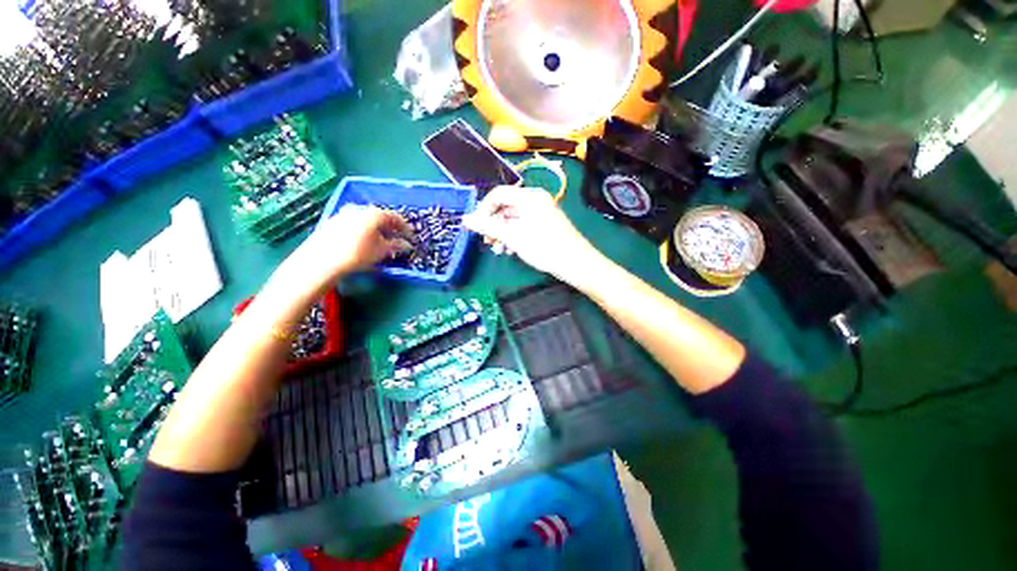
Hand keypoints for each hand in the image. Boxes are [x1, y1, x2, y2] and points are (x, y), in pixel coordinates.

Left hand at [277, 204, 412, 294]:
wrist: (321, 260)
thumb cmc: (357, 254)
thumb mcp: (381, 251)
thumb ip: (396, 246)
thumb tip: (407, 245)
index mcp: (374, 213)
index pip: (395, 217)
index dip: (404, 227)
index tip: (410, 236)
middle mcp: (359, 208)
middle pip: (379, 217)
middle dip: (390, 228)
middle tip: (397, 238)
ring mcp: (344, 213)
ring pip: (366, 220)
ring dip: (376, 230)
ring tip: (381, 242)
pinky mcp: (333, 222)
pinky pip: (355, 223)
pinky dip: (364, 231)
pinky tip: (364, 242)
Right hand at [463, 186, 600, 282]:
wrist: (576, 263)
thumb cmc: (545, 248)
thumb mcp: (513, 237)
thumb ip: (488, 226)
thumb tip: (465, 219)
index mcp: (529, 197)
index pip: (498, 194)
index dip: (483, 209)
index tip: (476, 228)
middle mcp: (535, 200)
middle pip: (506, 207)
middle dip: (494, 225)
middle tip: (488, 242)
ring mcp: (542, 212)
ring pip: (514, 218)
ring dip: (503, 233)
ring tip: (500, 250)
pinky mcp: (545, 224)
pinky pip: (523, 225)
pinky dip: (514, 236)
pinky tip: (512, 250)